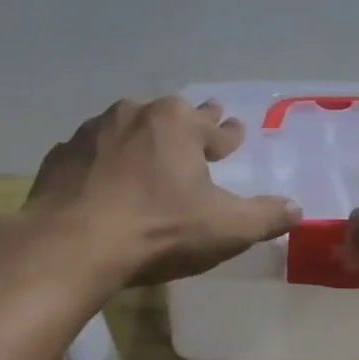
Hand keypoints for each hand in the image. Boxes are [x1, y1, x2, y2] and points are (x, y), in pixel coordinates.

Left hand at [26, 96, 301, 286]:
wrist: (72, 244)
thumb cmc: (158, 229)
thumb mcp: (224, 229)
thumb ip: (265, 217)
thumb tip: (297, 209)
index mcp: (178, 124)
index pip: (214, 127)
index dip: (228, 133)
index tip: (235, 132)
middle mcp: (135, 115)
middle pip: (171, 117)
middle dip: (190, 122)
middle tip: (201, 123)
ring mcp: (92, 132)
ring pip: (127, 127)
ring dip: (141, 137)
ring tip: (147, 150)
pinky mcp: (61, 156)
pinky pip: (91, 153)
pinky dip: (102, 160)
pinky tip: (101, 176)